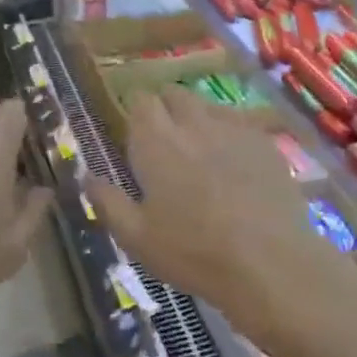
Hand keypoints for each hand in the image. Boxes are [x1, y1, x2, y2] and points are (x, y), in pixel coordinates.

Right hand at [89, 89, 356, 346]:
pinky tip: (236, 163)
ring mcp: (234, 128)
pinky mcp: (266, 142)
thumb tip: (87, 176)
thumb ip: (108, 202)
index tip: (135, 132)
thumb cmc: (193, 252)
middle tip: (165, 140)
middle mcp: (193, 123)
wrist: (269, 262)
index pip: (140, 100)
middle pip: (175, 94)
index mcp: (156, 141)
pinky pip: (241, 123)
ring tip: (201, 150)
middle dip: (166, 108)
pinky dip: (231, 134)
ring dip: (198, 118)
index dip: (136, 111)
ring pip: (209, 105)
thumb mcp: (137, 238)